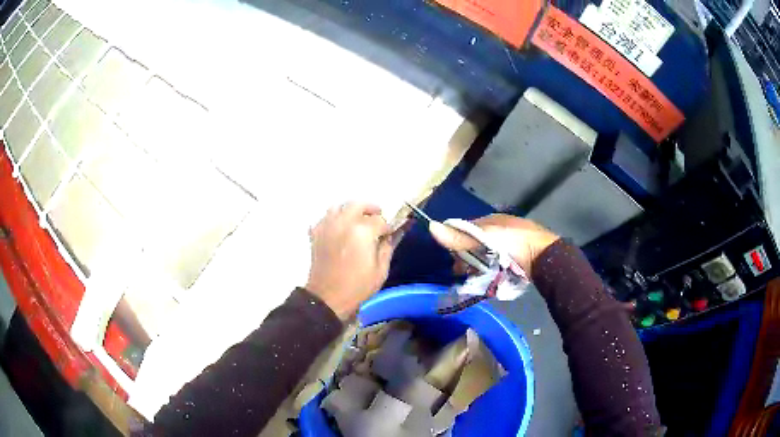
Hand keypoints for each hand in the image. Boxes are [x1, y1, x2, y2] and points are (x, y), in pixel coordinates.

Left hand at [306, 203, 395, 319]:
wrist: (327, 298)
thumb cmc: (358, 287)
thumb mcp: (381, 270)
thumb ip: (387, 248)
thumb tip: (390, 235)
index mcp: (362, 231)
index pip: (380, 220)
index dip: (387, 227)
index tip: (389, 235)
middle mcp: (343, 223)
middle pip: (358, 205)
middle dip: (370, 209)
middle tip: (376, 217)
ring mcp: (327, 226)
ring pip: (339, 207)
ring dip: (350, 211)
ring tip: (357, 221)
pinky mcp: (316, 233)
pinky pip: (325, 218)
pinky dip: (334, 219)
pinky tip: (339, 229)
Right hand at [429, 214, 558, 276]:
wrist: (545, 256)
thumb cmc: (514, 245)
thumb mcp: (485, 240)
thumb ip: (460, 238)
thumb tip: (431, 226)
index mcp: (491, 220)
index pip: (465, 229)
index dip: (456, 244)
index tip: (453, 261)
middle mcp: (500, 227)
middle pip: (476, 242)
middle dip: (468, 257)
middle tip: (465, 273)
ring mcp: (512, 240)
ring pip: (488, 253)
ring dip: (480, 265)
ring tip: (477, 278)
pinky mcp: (520, 254)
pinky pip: (500, 260)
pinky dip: (493, 268)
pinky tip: (493, 276)